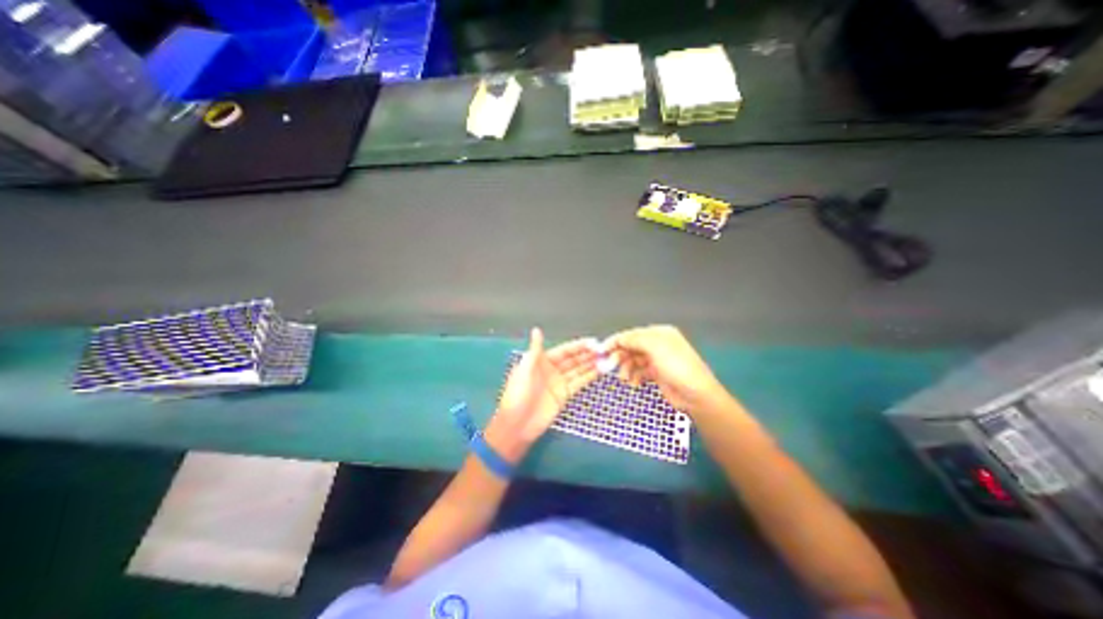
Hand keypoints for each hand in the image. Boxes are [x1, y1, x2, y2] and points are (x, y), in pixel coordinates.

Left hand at [485, 328, 600, 464]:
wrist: (517, 424)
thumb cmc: (518, 394)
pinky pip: (578, 383)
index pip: (564, 350)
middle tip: (604, 350)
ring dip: (591, 364)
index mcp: (542, 361)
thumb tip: (536, 330)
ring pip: (578, 370)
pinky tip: (599, 371)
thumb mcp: (524, 369)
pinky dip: (589, 377)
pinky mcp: (564, 395)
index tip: (593, 342)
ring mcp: (559, 383)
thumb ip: (535, 350)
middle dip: (588, 354)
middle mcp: (552, 369)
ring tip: (606, 359)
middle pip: (573, 359)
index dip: (578, 346)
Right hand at [603, 325, 730, 415]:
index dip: (616, 342)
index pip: (631, 334)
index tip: (601, 350)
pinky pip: (639, 372)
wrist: (696, 395)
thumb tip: (618, 339)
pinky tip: (635, 383)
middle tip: (610, 367)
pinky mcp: (656, 374)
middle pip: (631, 347)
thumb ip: (634, 339)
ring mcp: (657, 359)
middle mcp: (657, 344)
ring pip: (633, 360)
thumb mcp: (655, 347)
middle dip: (620, 356)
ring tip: (625, 378)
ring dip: (626, 368)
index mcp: (659, 333)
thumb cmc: (676, 366)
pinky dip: (634, 376)